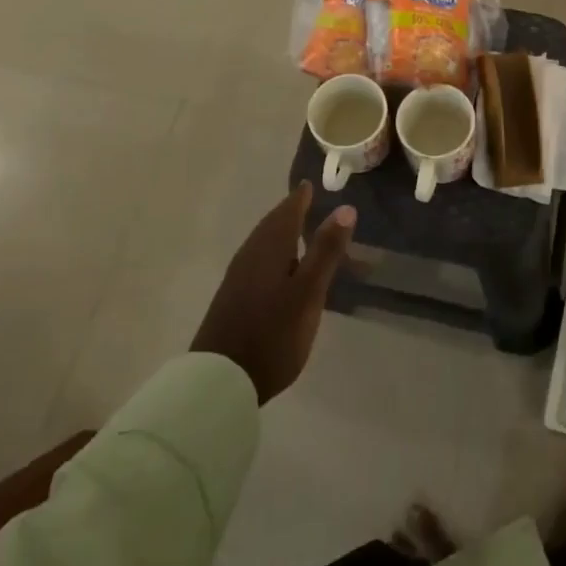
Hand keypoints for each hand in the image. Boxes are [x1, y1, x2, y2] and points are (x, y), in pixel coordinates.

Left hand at [191, 182, 354, 403]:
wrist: (220, 380)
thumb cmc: (273, 333)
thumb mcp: (308, 292)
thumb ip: (326, 250)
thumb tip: (345, 208)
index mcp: (269, 248)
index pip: (287, 212)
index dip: (300, 198)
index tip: (311, 184)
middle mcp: (250, 255)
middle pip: (271, 225)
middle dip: (289, 212)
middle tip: (306, 202)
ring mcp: (237, 277)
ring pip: (262, 243)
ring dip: (279, 232)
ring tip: (297, 231)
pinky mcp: (232, 298)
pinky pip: (257, 260)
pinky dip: (272, 252)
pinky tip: (279, 268)